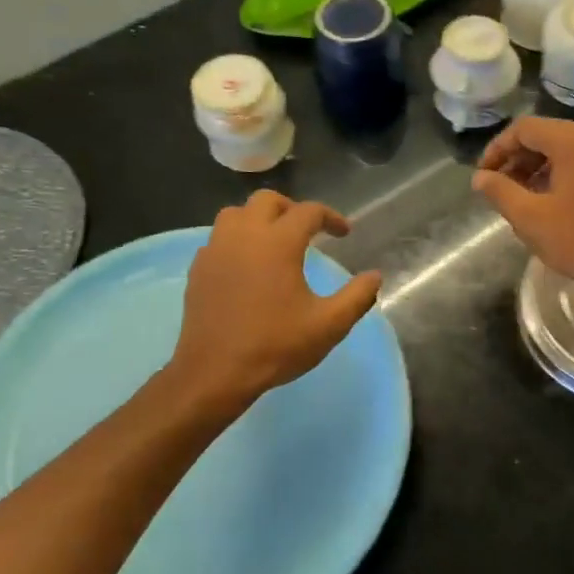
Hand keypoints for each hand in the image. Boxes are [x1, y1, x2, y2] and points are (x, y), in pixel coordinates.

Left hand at [168, 192, 382, 409]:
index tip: (344, 233)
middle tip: (308, 230)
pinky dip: (237, 239)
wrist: (215, 373)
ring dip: (259, 218)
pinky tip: (247, 264)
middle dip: (292, 208)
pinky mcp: (198, 268)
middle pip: (267, 200)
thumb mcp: (329, 325)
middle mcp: (244, 235)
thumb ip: (357, 296)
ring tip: (274, 241)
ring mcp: (216, 250)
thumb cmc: (275, 346)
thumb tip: (375, 276)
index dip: (331, 217)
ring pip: (235, 213)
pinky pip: (218, 238)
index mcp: (278, 243)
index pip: (309, 211)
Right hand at [471, 117, 573, 300]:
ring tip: (529, 198)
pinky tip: (561, 202)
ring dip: (544, 167)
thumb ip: (501, 193)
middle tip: (504, 189)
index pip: (525, 128)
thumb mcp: (532, 220)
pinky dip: (570, 172)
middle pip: (551, 134)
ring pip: (573, 148)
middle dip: (521, 158)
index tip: (485, 177)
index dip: (499, 149)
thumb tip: (481, 177)